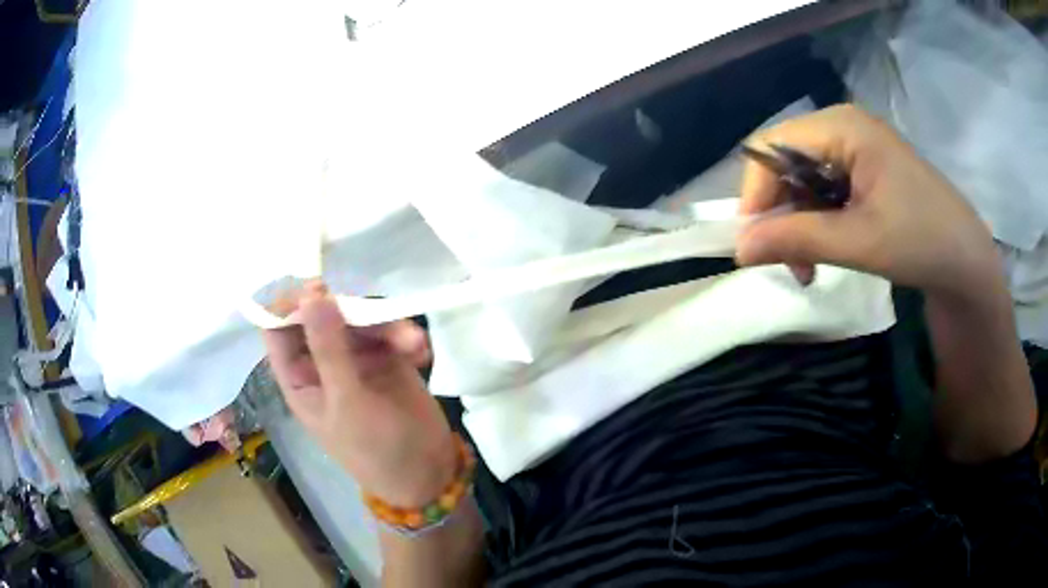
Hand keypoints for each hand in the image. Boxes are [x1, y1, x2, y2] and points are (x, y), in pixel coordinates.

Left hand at [262, 281, 457, 507]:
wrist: (428, 474)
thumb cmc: (374, 450)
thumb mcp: (347, 403)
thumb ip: (329, 348)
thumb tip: (312, 292)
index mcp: (299, 376)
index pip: (279, 328)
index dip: (290, 303)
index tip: (316, 286)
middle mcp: (322, 361)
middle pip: (325, 315)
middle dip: (351, 310)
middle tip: (378, 315)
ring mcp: (356, 358)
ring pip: (362, 319)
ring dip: (388, 325)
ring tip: (414, 343)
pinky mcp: (388, 358)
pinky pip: (391, 331)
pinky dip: (406, 337)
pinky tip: (422, 353)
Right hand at [736, 104, 1001, 299]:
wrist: (967, 261)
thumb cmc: (921, 241)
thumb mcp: (858, 242)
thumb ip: (797, 240)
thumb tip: (740, 250)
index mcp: (842, 127)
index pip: (772, 146)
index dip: (756, 192)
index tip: (756, 244)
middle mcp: (843, 128)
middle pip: (786, 162)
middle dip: (780, 215)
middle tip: (789, 264)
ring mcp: (855, 148)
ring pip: (802, 181)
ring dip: (798, 225)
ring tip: (809, 267)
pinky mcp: (865, 171)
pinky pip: (824, 190)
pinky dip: (817, 223)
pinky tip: (826, 250)